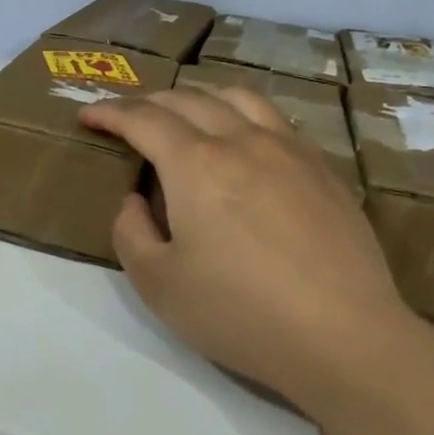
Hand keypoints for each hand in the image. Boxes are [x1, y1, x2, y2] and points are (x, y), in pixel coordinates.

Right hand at [80, 87, 414, 399]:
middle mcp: (240, 140)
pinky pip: (274, 119)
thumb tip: (135, 200)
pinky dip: (243, 114)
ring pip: (236, 98)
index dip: (109, 112)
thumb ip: (130, 233)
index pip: (142, 119)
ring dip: (199, 96)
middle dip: (148, 103)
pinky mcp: (323, 168)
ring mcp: (288, 149)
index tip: (88, 115)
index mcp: (195, 163)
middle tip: (128, 118)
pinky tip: (244, 140)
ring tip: (186, 114)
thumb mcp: (158, 285)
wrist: (345, 337)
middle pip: (187, 99)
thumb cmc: (241, 313)